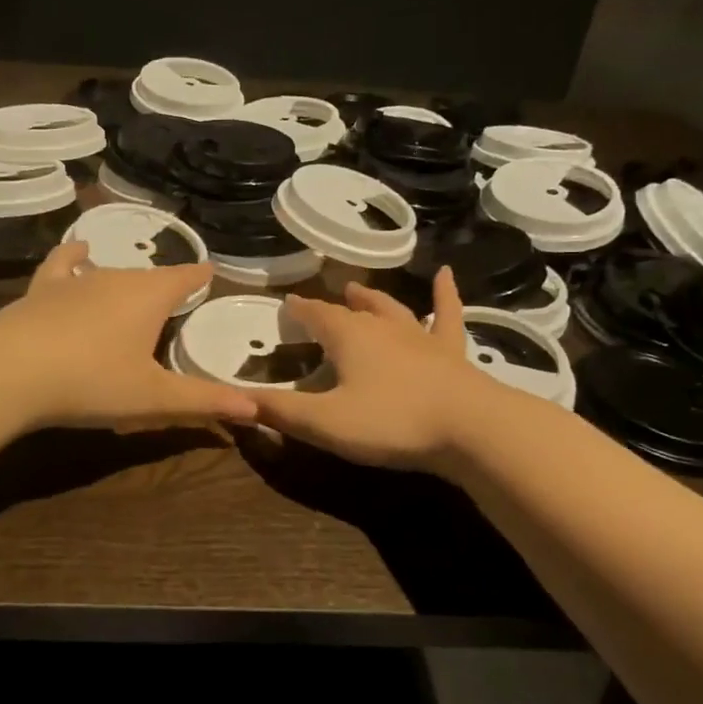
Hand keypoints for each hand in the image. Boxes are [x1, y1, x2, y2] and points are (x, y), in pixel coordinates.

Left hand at [0, 242, 258, 431]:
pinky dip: (74, 257)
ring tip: (135, 288)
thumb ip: (204, 401)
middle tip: (175, 302)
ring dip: (126, 280)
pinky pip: (63, 264)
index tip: (211, 274)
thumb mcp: (154, 399)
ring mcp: (76, 281)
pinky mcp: (42, 289)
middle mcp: (116, 278)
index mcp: (150, 297)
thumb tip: (257, 409)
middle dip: (165, 286)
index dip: (200, 277)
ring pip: (111, 272)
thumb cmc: (92, 382)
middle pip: (150, 277)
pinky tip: (79, 252)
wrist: (11, 371)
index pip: (186, 278)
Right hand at [251, 268, 520, 470]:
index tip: (287, 303)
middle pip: (352, 311)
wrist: (470, 428)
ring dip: (374, 299)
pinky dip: (445, 296)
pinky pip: (447, 316)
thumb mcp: (323, 422)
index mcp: (349, 338)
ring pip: (392, 310)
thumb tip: (232, 401)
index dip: (299, 309)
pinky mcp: (451, 354)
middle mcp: (383, 328)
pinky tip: (446, 275)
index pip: (316, 315)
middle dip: (333, 306)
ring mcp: (420, 337)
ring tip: (360, 289)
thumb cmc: (391, 422)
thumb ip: (278, 411)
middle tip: (323, 301)